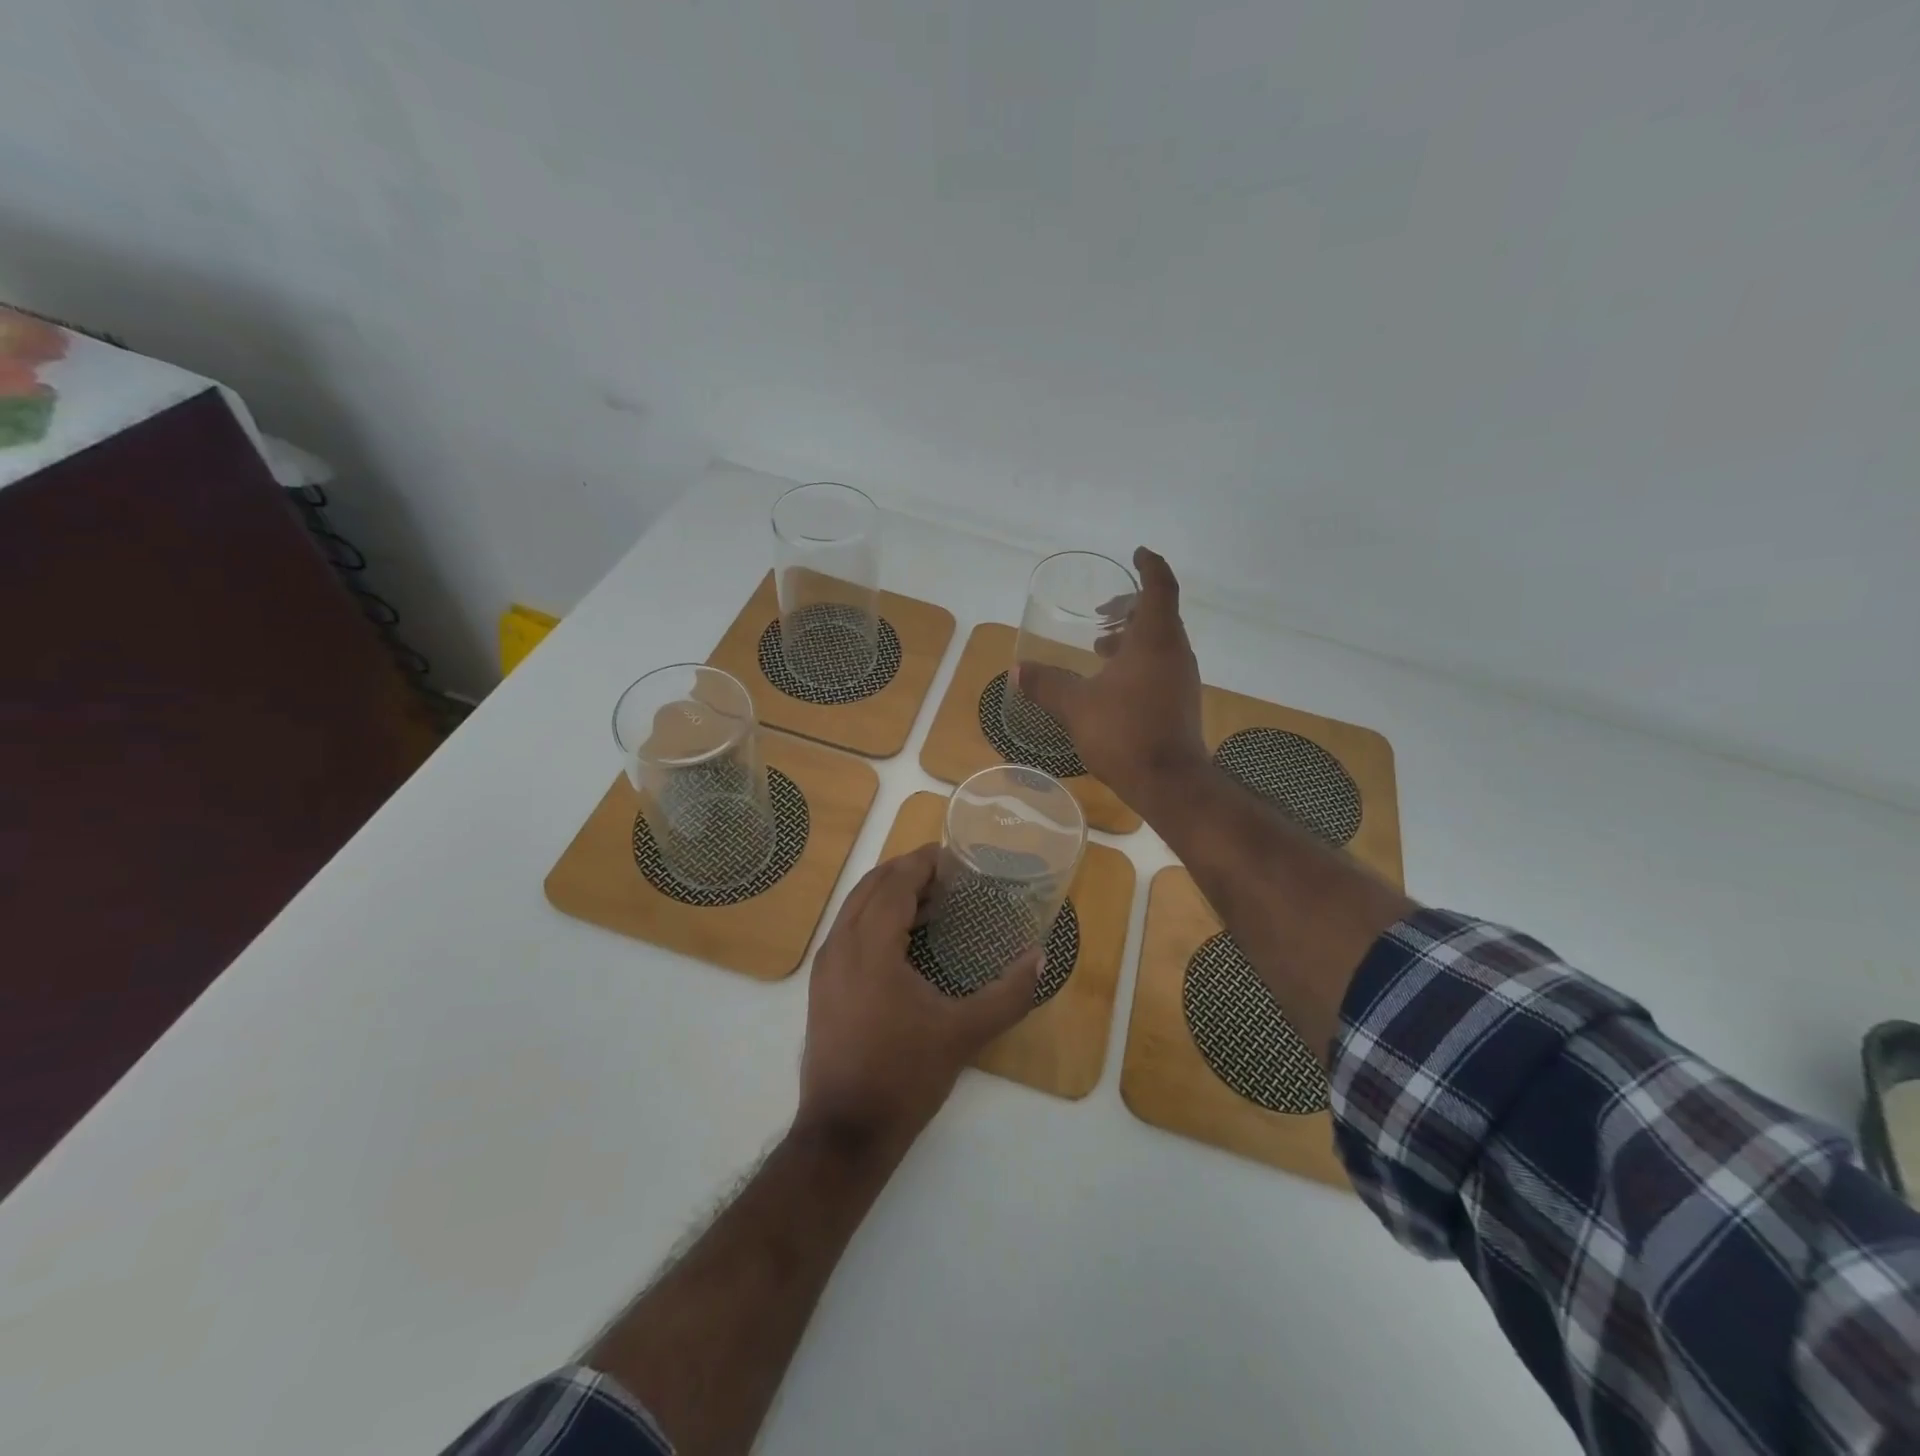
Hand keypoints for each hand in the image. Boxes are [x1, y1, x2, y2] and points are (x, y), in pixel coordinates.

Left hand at [797, 844, 1040, 1154]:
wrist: (844, 1134)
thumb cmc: (904, 1077)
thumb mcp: (963, 1034)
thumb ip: (1008, 994)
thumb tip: (1040, 957)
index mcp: (870, 946)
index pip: (895, 882)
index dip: (923, 862)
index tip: (954, 855)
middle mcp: (840, 945)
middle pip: (871, 886)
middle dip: (906, 871)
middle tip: (946, 874)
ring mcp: (825, 966)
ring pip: (854, 907)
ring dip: (889, 893)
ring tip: (930, 901)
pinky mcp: (821, 986)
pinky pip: (847, 930)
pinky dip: (874, 917)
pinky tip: (903, 940)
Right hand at [1014, 547, 1207, 812]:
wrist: (1170, 783)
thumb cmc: (1125, 733)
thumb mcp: (1077, 706)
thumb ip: (1047, 684)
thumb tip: (1017, 670)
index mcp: (1154, 640)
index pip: (1159, 587)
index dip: (1149, 566)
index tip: (1136, 553)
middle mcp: (1175, 652)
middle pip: (1159, 613)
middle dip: (1130, 605)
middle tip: (1102, 609)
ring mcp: (1181, 678)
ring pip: (1160, 641)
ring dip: (1132, 636)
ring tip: (1099, 645)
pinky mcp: (1180, 701)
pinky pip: (1160, 665)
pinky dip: (1138, 659)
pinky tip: (1112, 682)